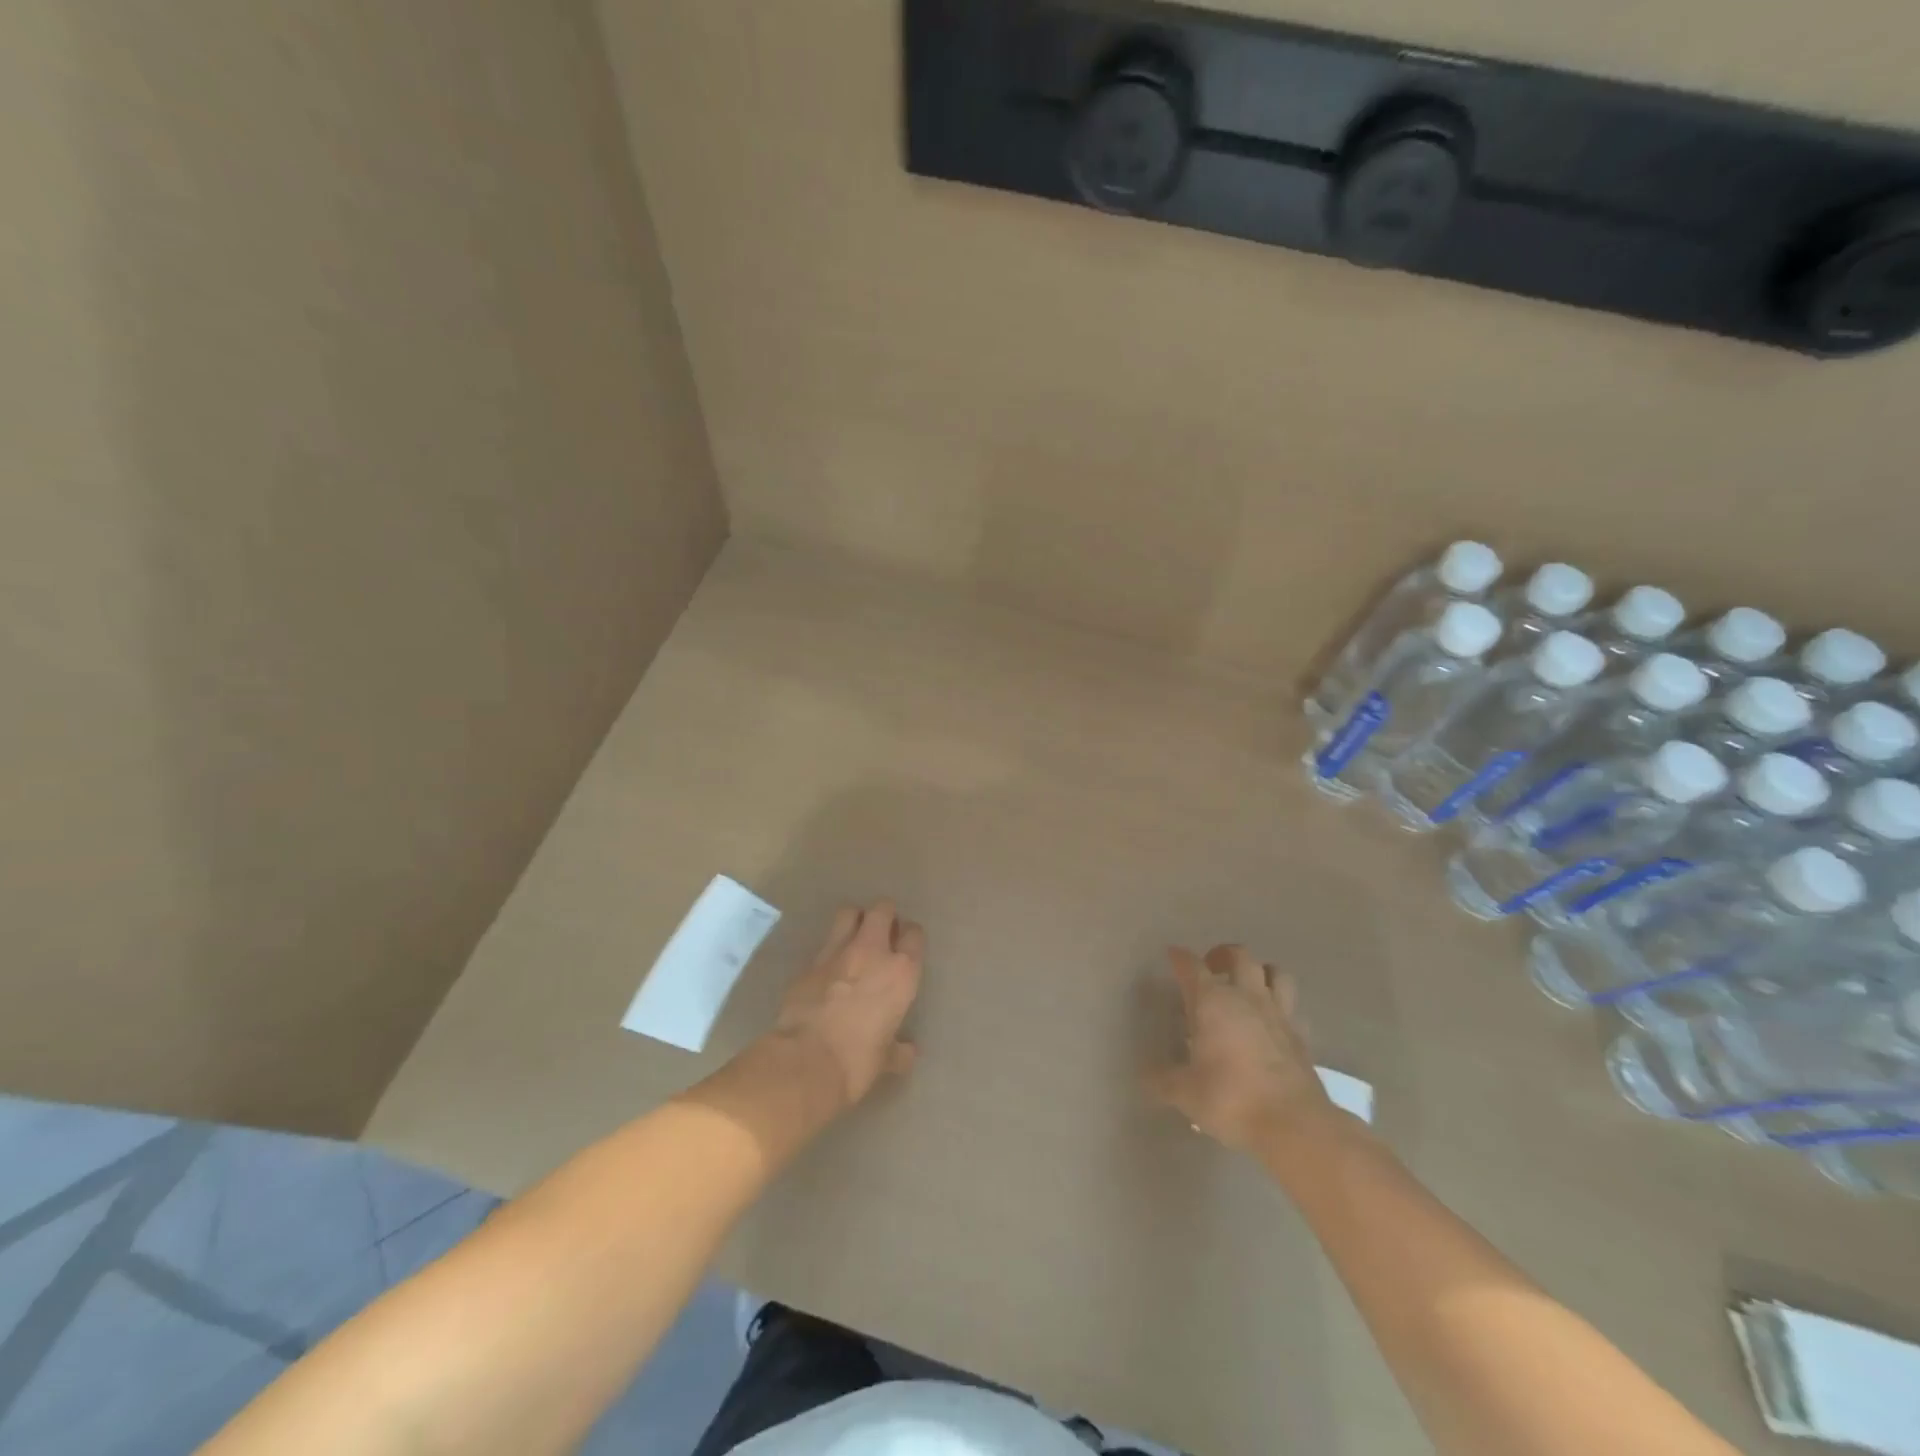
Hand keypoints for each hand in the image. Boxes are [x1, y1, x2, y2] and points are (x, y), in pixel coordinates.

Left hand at [770, 900, 923, 1110]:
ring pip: (849, 913)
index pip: (914, 934)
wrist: (805, 1061)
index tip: (905, 945)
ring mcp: (837, 952)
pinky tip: (829, 967)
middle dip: (884, 915)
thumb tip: (908, 1052)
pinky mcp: (809, 962)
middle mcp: (872, 952)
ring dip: (855, 920)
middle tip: (882, 933)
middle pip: (882, 909)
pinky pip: (824, 943)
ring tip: (855, 937)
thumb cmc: (857, 1061)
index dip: (910, 936)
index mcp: (901, 972)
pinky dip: (830, 948)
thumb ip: (899, 1050)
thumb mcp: (885, 1059)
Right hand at [1146, 944, 1339, 1150]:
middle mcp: (1246, 997)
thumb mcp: (1185, 1093)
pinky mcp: (1302, 1036)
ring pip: (1276, 973)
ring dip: (1261, 972)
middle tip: (1211, 968)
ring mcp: (1278, 1014)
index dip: (1180, 957)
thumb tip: (1145, 1077)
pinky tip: (1273, 1022)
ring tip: (1248, 986)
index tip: (1172, 955)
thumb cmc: (1231, 1098)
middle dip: (1223, 955)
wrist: (1293, 1124)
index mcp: (1212, 1001)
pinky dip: (1282, 1007)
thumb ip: (1163, 1080)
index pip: (1192, 965)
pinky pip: (1293, 1008)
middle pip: (1239, 956)